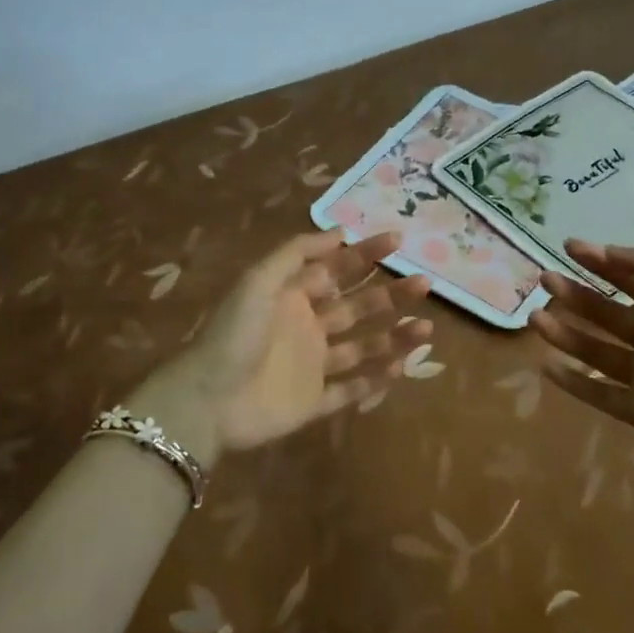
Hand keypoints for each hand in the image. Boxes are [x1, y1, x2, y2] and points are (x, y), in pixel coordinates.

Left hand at [128, 230, 432, 461]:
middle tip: (424, 283)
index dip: (366, 254)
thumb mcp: (259, 281)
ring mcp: (312, 365)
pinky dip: (377, 379)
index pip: (338, 269)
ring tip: (426, 328)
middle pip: (357, 307)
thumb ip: (298, 254)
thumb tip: (340, 231)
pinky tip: (402, 366)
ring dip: (394, 336)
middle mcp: (307, 326)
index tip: (397, 240)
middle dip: (391, 294)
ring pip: (363, 347)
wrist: (207, 401)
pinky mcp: (314, 401)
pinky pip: (352, 388)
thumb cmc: (234, 334)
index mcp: (293, 296)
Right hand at [528, 239, 633, 468]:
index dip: (601, 262)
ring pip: (595, 351)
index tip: (569, 246)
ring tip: (534, 316)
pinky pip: (598, 393)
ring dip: (565, 333)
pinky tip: (545, 365)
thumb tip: (609, 251)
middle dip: (576, 295)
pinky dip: (573, 381)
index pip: (630, 281)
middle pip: (607, 313)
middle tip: (545, 278)